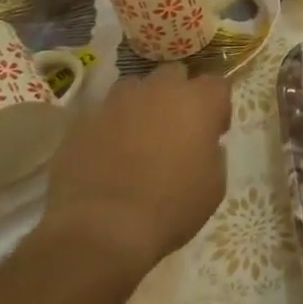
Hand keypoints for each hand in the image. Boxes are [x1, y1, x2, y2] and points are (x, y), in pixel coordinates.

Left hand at [38, 64, 230, 273]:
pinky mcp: (84, 119)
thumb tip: (202, 145)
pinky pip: (104, 113)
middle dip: (179, 95)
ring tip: (138, 139)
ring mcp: (117, 101)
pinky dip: (111, 126)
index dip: (218, 106)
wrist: (102, 228)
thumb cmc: (171, 207)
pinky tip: (108, 156)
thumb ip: (213, 154)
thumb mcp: (214, 186)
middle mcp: (158, 90)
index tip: (214, 132)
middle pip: (175, 75)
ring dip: (142, 106)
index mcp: (197, 102)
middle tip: (176, 129)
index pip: (218, 84)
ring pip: (135, 88)